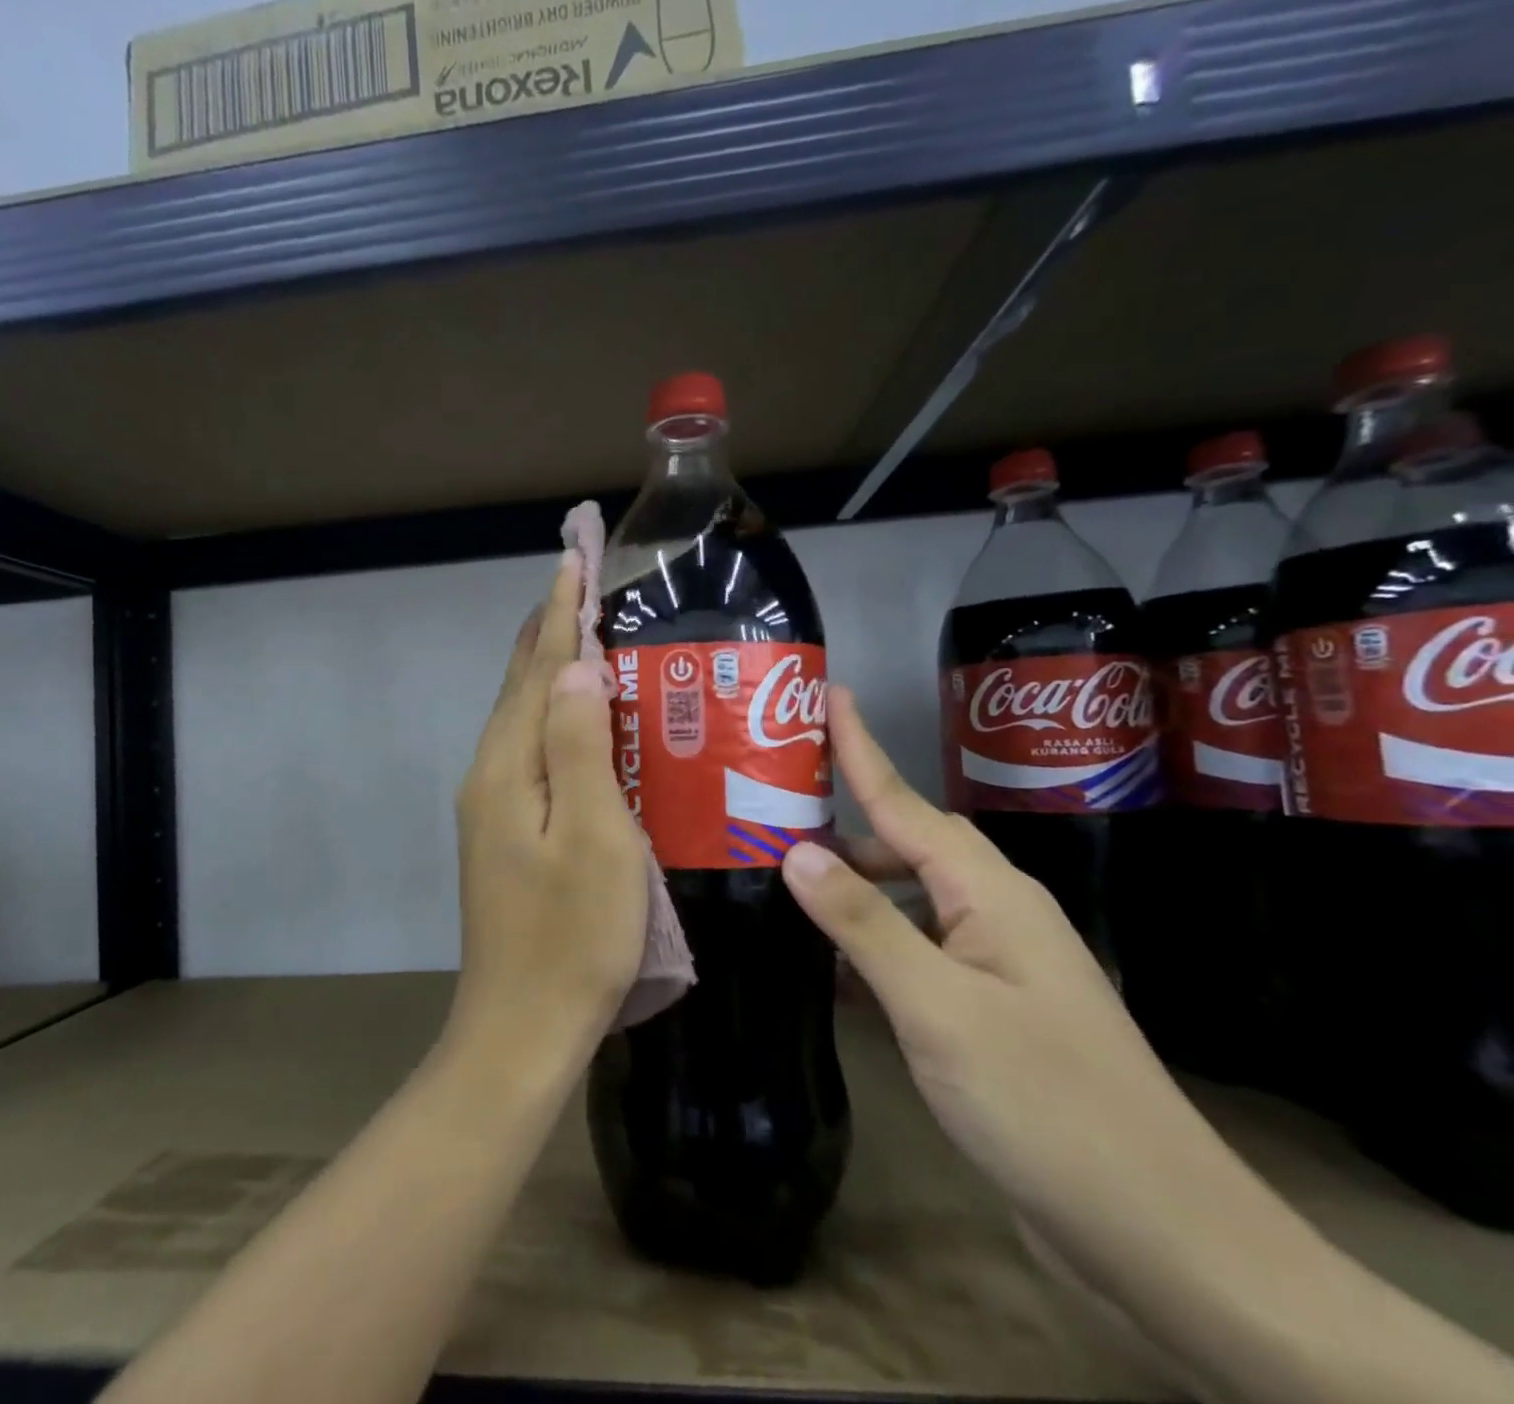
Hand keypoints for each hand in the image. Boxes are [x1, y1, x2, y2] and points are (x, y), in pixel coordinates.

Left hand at [448, 551, 648, 1065]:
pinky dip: (551, 716)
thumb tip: (575, 668)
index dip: (560, 611)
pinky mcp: (504, 833)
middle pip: (519, 685)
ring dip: (548, 670)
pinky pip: (529, 750)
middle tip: (580, 582)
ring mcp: (492, 807)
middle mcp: (489, 775)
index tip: (574, 555)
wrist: (521, 1029)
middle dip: (548, 629)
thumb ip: (578, 746)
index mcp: (508, 767)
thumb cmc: (574, 937)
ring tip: (582, 633)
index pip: (538, 668)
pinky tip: (576, 719)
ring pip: (521, 717)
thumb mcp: (594, 837)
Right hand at [782, 690, 1259, 1280]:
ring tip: (785, 883)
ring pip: (910, 900)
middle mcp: (995, 915)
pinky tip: (829, 964)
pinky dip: (871, 944)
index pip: (906, 803)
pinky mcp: (988, 1012)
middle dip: (844, 822)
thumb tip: (796, 851)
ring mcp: (996, 966)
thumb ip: (865, 923)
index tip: (827, 695)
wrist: (1159, 1235)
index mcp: (990, 895)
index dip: (861, 748)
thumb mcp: (939, 1007)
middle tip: (771, 812)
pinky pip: (916, 952)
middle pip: (906, 845)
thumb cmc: (1045, 1103)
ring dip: (853, 887)